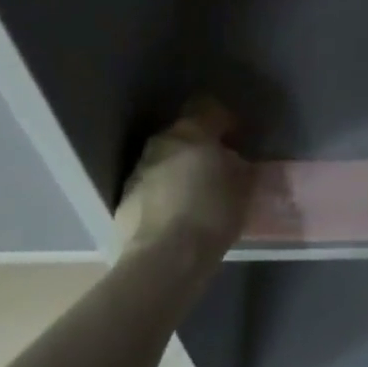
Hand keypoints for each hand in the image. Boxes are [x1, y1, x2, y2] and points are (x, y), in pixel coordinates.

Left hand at [114, 97, 254, 259]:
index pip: (208, 107)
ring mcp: (138, 171)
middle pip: (183, 134)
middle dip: (198, 146)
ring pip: (163, 160)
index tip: (236, 138)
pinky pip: (149, 187)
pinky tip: (174, 217)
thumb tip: (234, 162)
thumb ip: (239, 166)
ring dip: (178, 170)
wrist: (164, 260)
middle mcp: (162, 143)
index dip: (224, 120)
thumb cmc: (212, 213)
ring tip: (194, 195)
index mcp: (193, 132)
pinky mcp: (124, 200)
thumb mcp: (243, 186)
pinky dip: (162, 195)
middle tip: (215, 168)